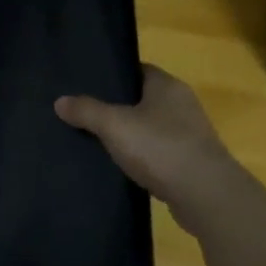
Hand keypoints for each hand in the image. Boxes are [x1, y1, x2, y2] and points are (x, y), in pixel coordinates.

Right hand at [55, 65, 247, 221]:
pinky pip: (160, 153)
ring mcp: (190, 135)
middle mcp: (183, 104)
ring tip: (99, 142)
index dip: (114, 76)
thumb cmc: (160, 148)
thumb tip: (60, 101)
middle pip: (144, 99)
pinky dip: (144, 158)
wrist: (205, 195)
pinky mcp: (191, 163)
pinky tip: (123, 168)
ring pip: (152, 128)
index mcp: (167, 85)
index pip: (138, 70)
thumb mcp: (115, 125)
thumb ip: (87, 111)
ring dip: (132, 135)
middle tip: (86, 114)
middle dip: (118, 107)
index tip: (88, 85)